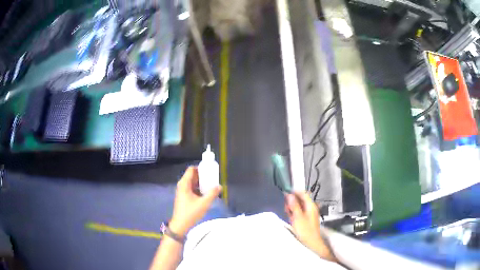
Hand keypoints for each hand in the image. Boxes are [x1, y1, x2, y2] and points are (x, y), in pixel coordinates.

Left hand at [169, 167, 221, 236]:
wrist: (180, 224)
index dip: (201, 168)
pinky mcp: (183, 197)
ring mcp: (182, 191)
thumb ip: (212, 194)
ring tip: (211, 186)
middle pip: (193, 175)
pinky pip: (191, 188)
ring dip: (201, 183)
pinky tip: (206, 194)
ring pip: (192, 182)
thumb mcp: (204, 203)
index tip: (210, 171)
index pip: (192, 169)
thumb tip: (220, 186)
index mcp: (184, 184)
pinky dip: (198, 189)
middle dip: (203, 176)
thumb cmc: (190, 213)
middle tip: (213, 178)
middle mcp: (182, 185)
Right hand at [285, 192, 334, 260]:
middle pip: (301, 199)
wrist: (312, 242)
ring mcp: (310, 213)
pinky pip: (300, 211)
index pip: (303, 193)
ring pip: (300, 206)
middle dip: (293, 201)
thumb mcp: (298, 217)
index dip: (295, 192)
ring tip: (288, 213)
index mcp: (311, 205)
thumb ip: (294, 205)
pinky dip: (295, 212)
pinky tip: (291, 217)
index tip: (286, 193)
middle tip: (286, 206)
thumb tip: (290, 195)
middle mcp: (311, 207)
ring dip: (293, 207)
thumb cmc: (306, 230)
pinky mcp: (307, 218)